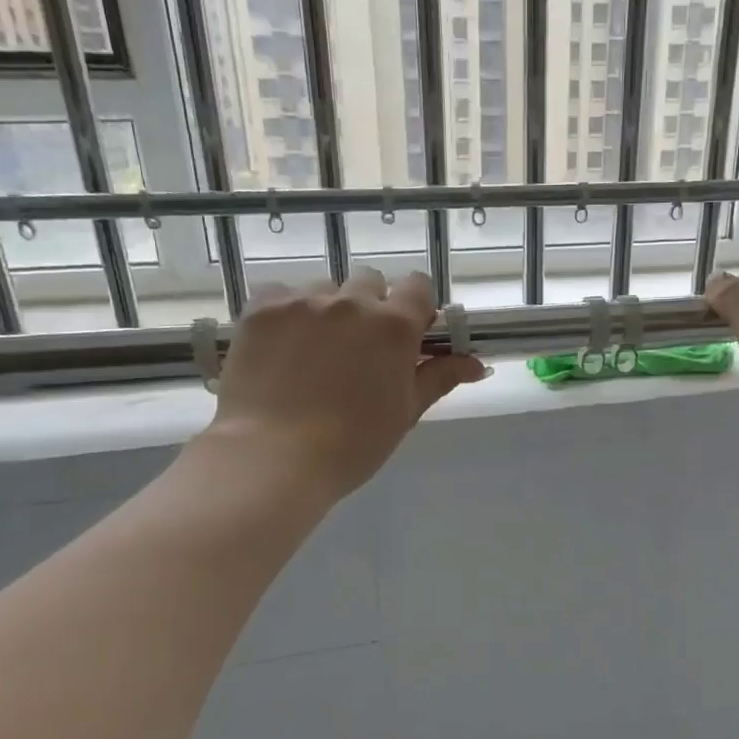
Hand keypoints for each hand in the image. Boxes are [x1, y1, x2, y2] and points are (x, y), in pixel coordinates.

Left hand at [204, 268, 486, 499]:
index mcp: (394, 326)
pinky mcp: (261, 309)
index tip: (409, 332)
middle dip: (372, 305)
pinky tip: (282, 347)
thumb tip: (477, 364)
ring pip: (324, 288)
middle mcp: (351, 302)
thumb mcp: (405, 412)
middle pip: (370, 280)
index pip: (418, 286)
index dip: (416, 306)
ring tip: (315, 350)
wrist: (274, 457)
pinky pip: (281, 294)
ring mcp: (302, 302)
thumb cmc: (353, 444)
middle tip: (360, 347)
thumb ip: (439, 378)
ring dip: (329, 309)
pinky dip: (287, 312)